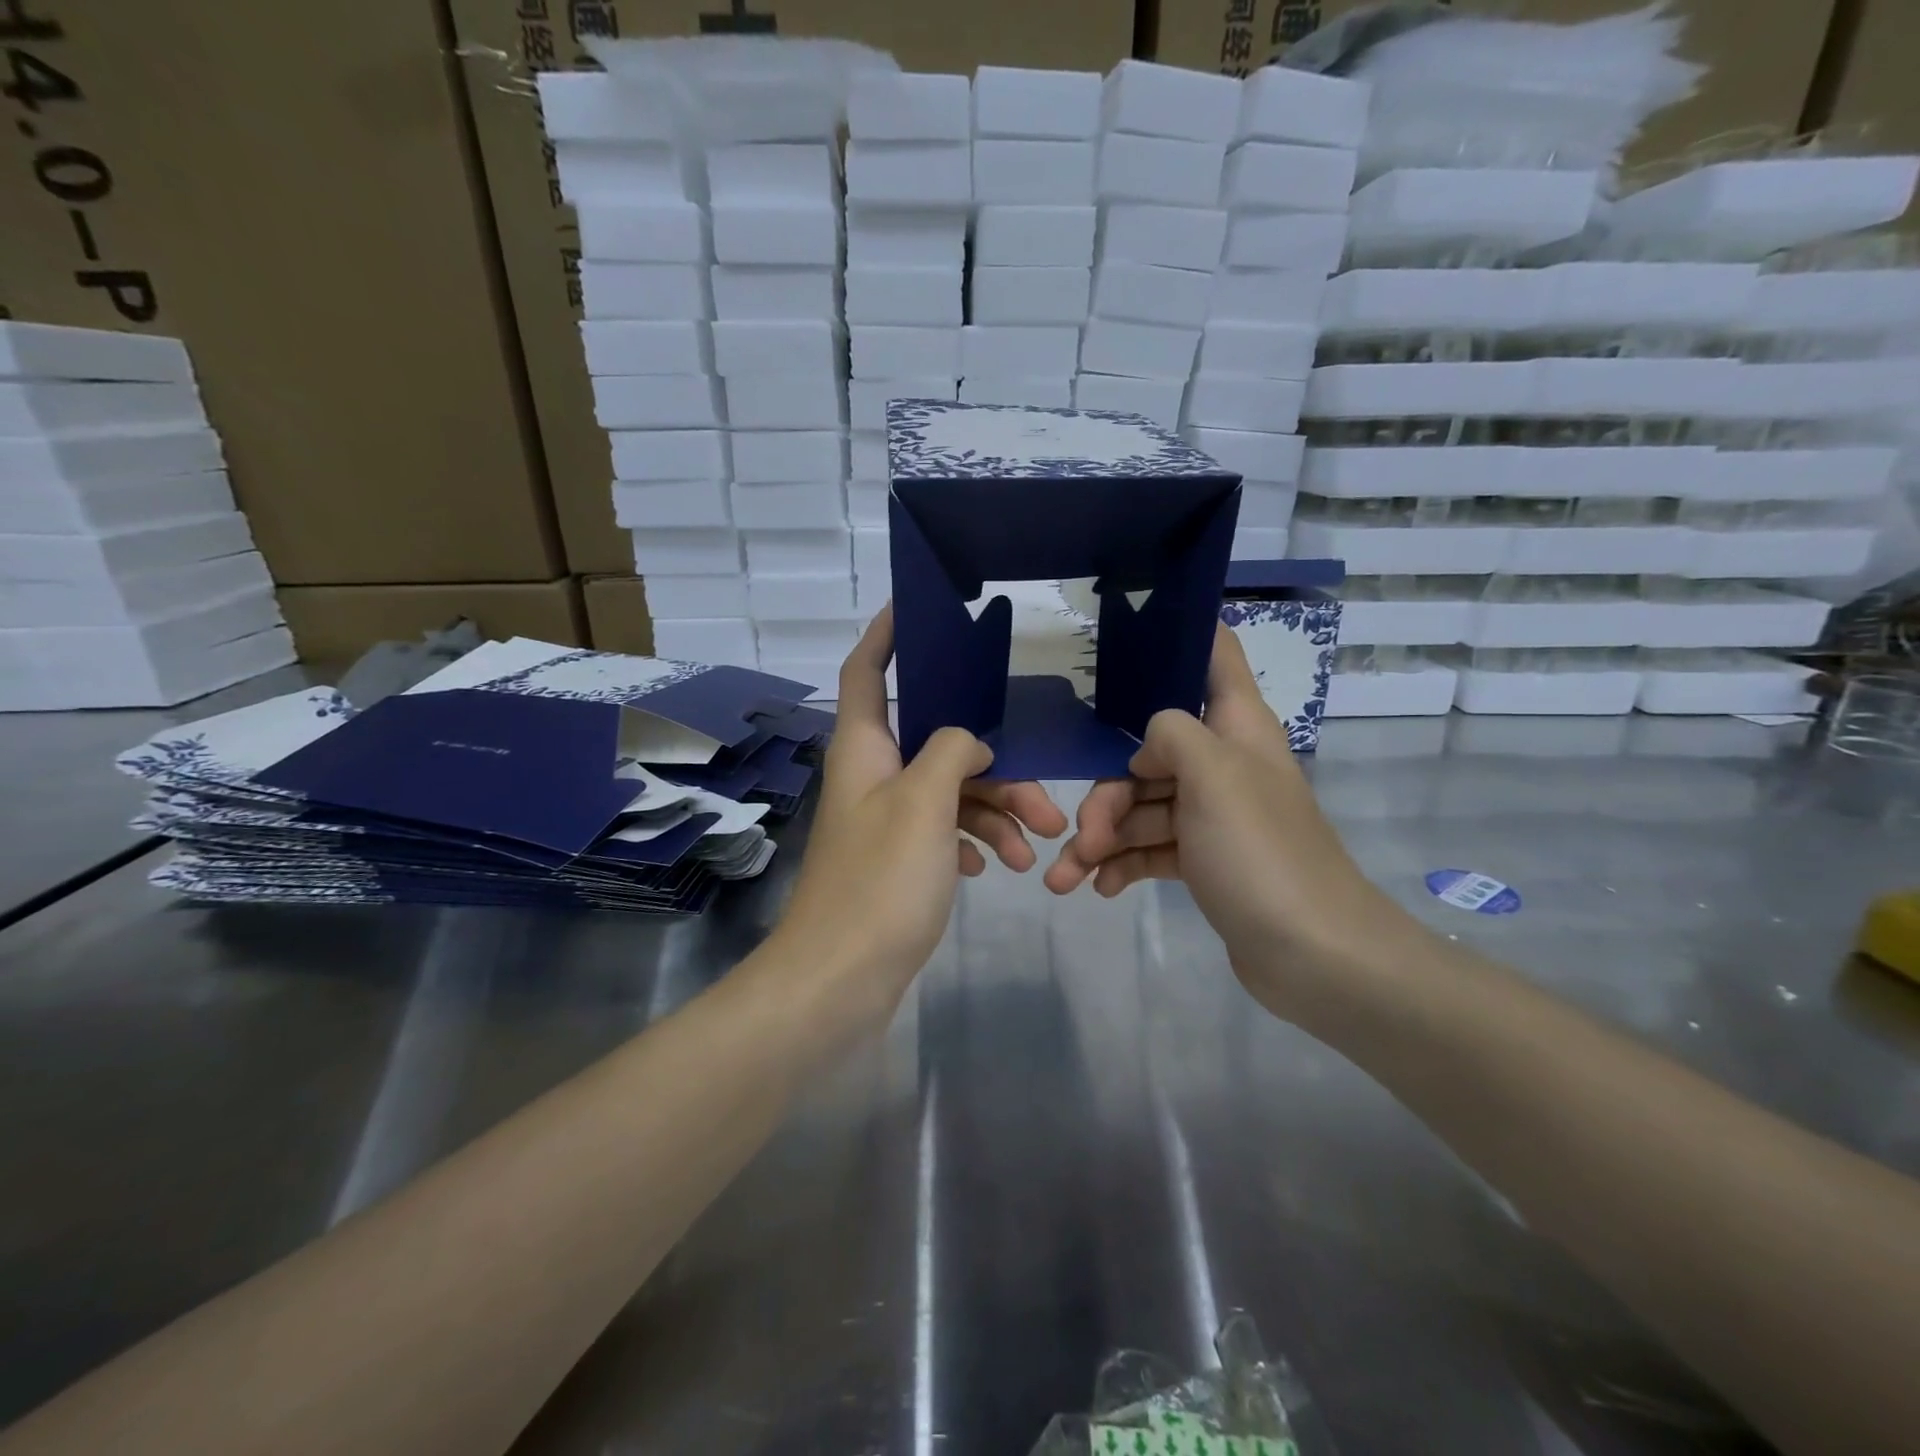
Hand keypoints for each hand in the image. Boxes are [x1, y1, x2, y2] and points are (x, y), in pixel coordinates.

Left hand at [777, 607, 1065, 1006]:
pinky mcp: (899, 859)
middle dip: (993, 762)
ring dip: (996, 813)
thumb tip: (970, 743)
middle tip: (1044, 797)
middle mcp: (873, 775)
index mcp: (864, 747)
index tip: (917, 607)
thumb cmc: (879, 880)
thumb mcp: (924, 802)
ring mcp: (886, 819)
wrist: (840, 978)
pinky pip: (946, 831)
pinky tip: (997, 866)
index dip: (886, 634)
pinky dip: (975, 842)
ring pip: (951, 792)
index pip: (866, 670)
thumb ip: (953, 752)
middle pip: (937, 741)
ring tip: (1037, 850)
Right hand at [1043, 625, 1401, 1010]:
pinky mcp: (1204, 860)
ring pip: (1141, 808)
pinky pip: (1150, 849)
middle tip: (1080, 834)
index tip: (1124, 634)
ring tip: (1065, 878)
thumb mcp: (1213, 775)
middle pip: (1149, 753)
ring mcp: (1212, 815)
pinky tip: (1098, 888)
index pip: (1214, 656)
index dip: (1177, 634)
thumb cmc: (1261, 851)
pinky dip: (1120, 864)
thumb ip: (1171, 734)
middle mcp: (1224, 763)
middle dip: (1106, 793)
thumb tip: (1146, 744)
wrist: (1313, 954)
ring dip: (1100, 839)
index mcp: (1237, 727)